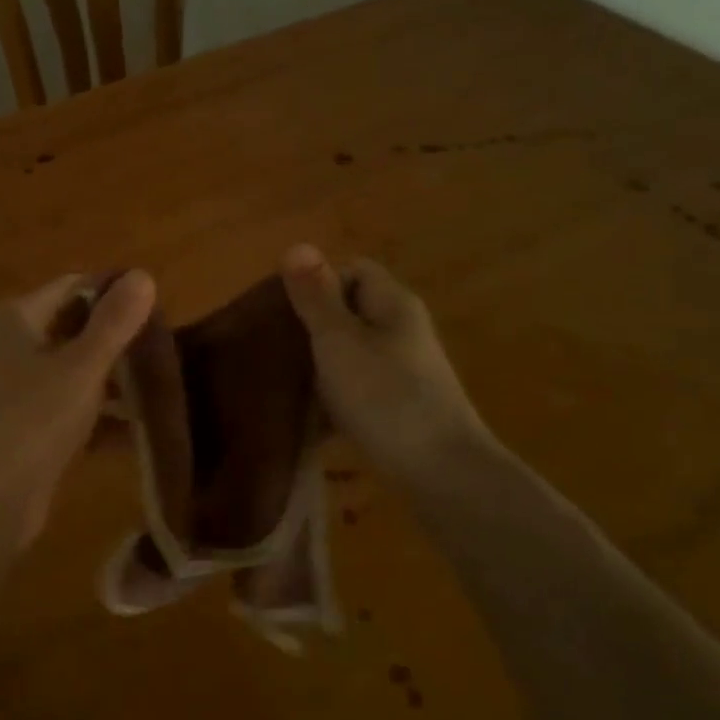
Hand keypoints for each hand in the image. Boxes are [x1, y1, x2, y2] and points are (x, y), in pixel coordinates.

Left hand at [0, 269, 155, 546]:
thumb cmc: (30, 422)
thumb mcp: (80, 368)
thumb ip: (114, 322)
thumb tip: (143, 274)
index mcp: (20, 318)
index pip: (77, 287)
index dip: (118, 295)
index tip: (164, 315)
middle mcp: (17, 345)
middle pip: (79, 328)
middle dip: (123, 341)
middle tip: (171, 355)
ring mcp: (22, 389)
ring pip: (81, 372)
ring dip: (119, 382)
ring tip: (168, 392)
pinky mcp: (31, 427)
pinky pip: (76, 409)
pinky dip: (105, 417)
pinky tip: (144, 432)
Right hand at [280, 245, 491, 490]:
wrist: (443, 474)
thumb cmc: (386, 397)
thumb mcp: (339, 341)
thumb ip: (315, 297)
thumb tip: (297, 244)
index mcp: (392, 304)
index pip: (352, 270)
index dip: (317, 282)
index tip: (284, 311)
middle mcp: (403, 330)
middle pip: (350, 312)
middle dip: (312, 326)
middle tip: (276, 348)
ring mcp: (405, 370)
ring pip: (352, 353)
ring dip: (321, 365)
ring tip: (286, 383)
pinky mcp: (402, 406)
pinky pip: (359, 388)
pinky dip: (336, 397)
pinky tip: (312, 418)